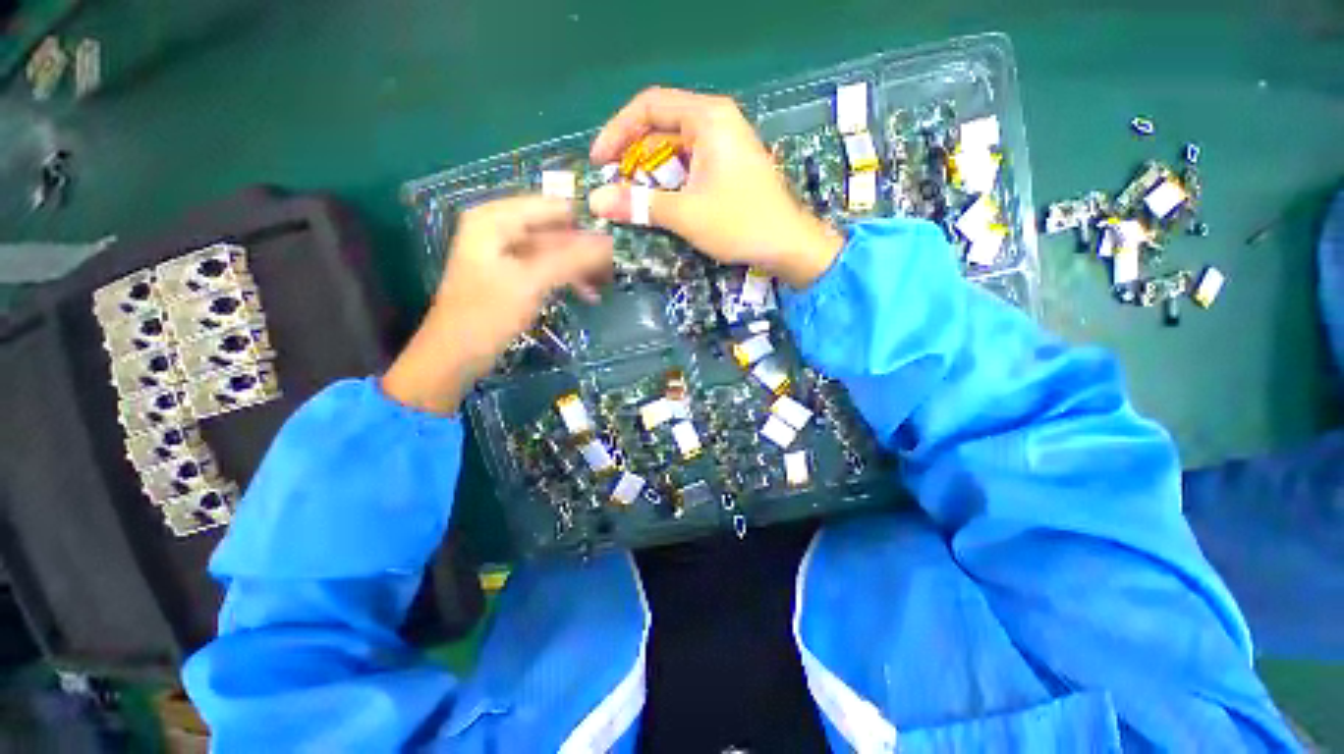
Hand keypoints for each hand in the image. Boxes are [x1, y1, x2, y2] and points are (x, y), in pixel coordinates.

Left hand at [382, 196, 612, 413]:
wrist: (456, 355)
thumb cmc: (487, 315)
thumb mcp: (531, 282)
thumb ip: (571, 259)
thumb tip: (611, 243)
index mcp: (495, 219)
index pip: (552, 206)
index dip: (584, 221)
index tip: (617, 238)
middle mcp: (500, 229)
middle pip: (554, 230)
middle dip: (584, 248)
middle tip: (616, 266)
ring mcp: (507, 254)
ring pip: (554, 252)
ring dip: (580, 267)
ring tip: (607, 282)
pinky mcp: (514, 276)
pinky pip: (548, 269)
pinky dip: (568, 279)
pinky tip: (589, 294)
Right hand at [588, 87, 843, 287]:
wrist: (788, 246)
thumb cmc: (740, 223)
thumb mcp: (686, 214)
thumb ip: (639, 205)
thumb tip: (595, 202)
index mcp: (708, 118)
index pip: (649, 106)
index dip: (618, 131)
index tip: (599, 161)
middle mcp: (716, 122)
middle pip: (661, 127)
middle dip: (633, 157)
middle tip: (613, 186)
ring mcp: (724, 145)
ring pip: (675, 150)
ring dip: (650, 173)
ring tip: (631, 199)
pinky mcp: (728, 167)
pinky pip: (689, 166)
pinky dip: (670, 182)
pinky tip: (659, 203)